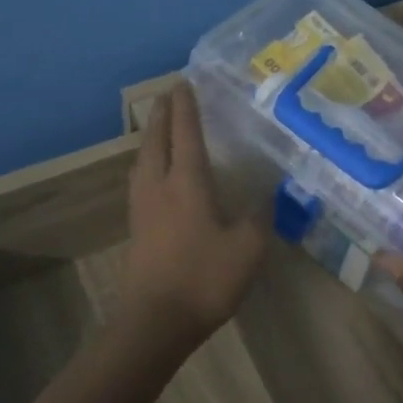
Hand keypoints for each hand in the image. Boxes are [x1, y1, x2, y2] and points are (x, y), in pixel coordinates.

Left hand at [121, 84, 267, 349]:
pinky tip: (154, 174)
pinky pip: (140, 179)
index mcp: (187, 181)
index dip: (186, 105)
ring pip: (143, 159)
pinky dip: (148, 162)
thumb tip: (267, 192)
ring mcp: (142, 206)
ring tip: (159, 128)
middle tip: (168, 96)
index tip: (184, 82)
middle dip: (161, 114)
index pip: (186, 132)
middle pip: (155, 139)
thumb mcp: (248, 247)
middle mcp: (159, 185)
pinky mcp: (136, 227)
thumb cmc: (205, 278)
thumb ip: (260, 215)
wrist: (155, 321)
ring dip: (151, 137)